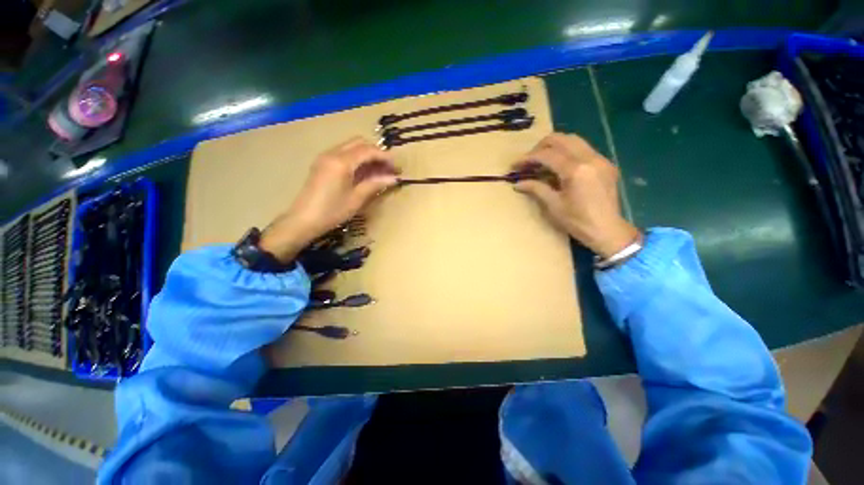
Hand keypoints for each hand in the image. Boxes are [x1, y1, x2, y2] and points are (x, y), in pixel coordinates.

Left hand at [260, 137, 399, 261]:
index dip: (385, 157)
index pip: (368, 150)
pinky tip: (364, 173)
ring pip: (351, 146)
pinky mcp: (322, 163)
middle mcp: (332, 153)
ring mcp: (325, 157)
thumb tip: (394, 178)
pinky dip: (356, 159)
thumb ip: (375, 184)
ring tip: (379, 171)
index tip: (397, 167)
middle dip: (376, 152)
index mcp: (341, 162)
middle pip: (359, 142)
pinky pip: (343, 153)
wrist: (303, 220)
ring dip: (366, 155)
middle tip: (388, 168)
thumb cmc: (332, 211)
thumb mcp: (356, 199)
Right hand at [512, 133, 639, 258]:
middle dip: (541, 147)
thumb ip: (536, 189)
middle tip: (529, 160)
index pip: (547, 155)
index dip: (528, 158)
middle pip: (561, 139)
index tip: (515, 165)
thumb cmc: (578, 221)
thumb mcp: (553, 205)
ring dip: (555, 147)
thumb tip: (517, 183)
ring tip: (542, 161)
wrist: (608, 231)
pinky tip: (560, 167)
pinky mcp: (606, 164)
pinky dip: (568, 153)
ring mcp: (600, 159)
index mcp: (575, 170)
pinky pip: (584, 149)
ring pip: (574, 140)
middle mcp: (589, 158)